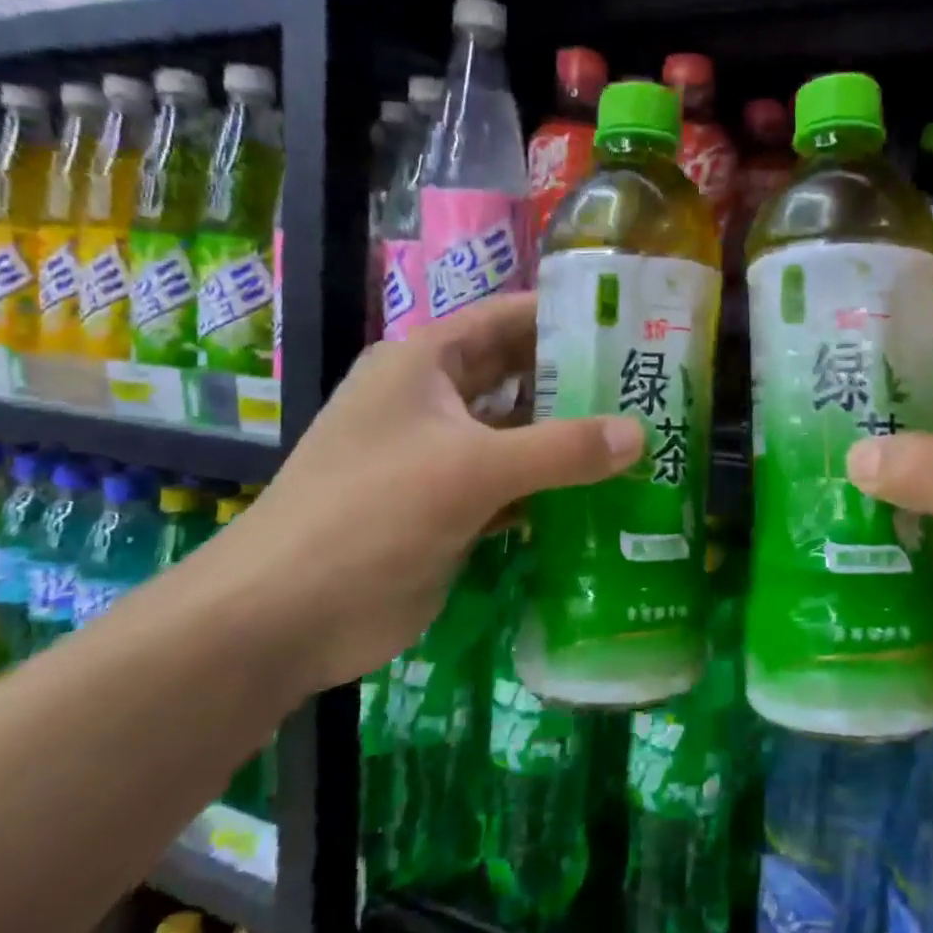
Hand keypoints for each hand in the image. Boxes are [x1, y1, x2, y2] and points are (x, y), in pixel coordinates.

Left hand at [198, 293, 642, 696]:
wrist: (284, 616)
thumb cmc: (370, 514)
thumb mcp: (471, 470)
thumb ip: (560, 449)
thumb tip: (641, 434)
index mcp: (426, 363)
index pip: (508, 318)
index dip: (566, 315)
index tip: (631, 322)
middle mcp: (435, 400)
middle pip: (519, 376)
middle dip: (578, 380)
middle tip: (649, 386)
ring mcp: (442, 456)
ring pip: (519, 434)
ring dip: (570, 438)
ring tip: (642, 437)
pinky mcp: (451, 507)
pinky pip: (514, 484)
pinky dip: (552, 487)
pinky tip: (605, 495)